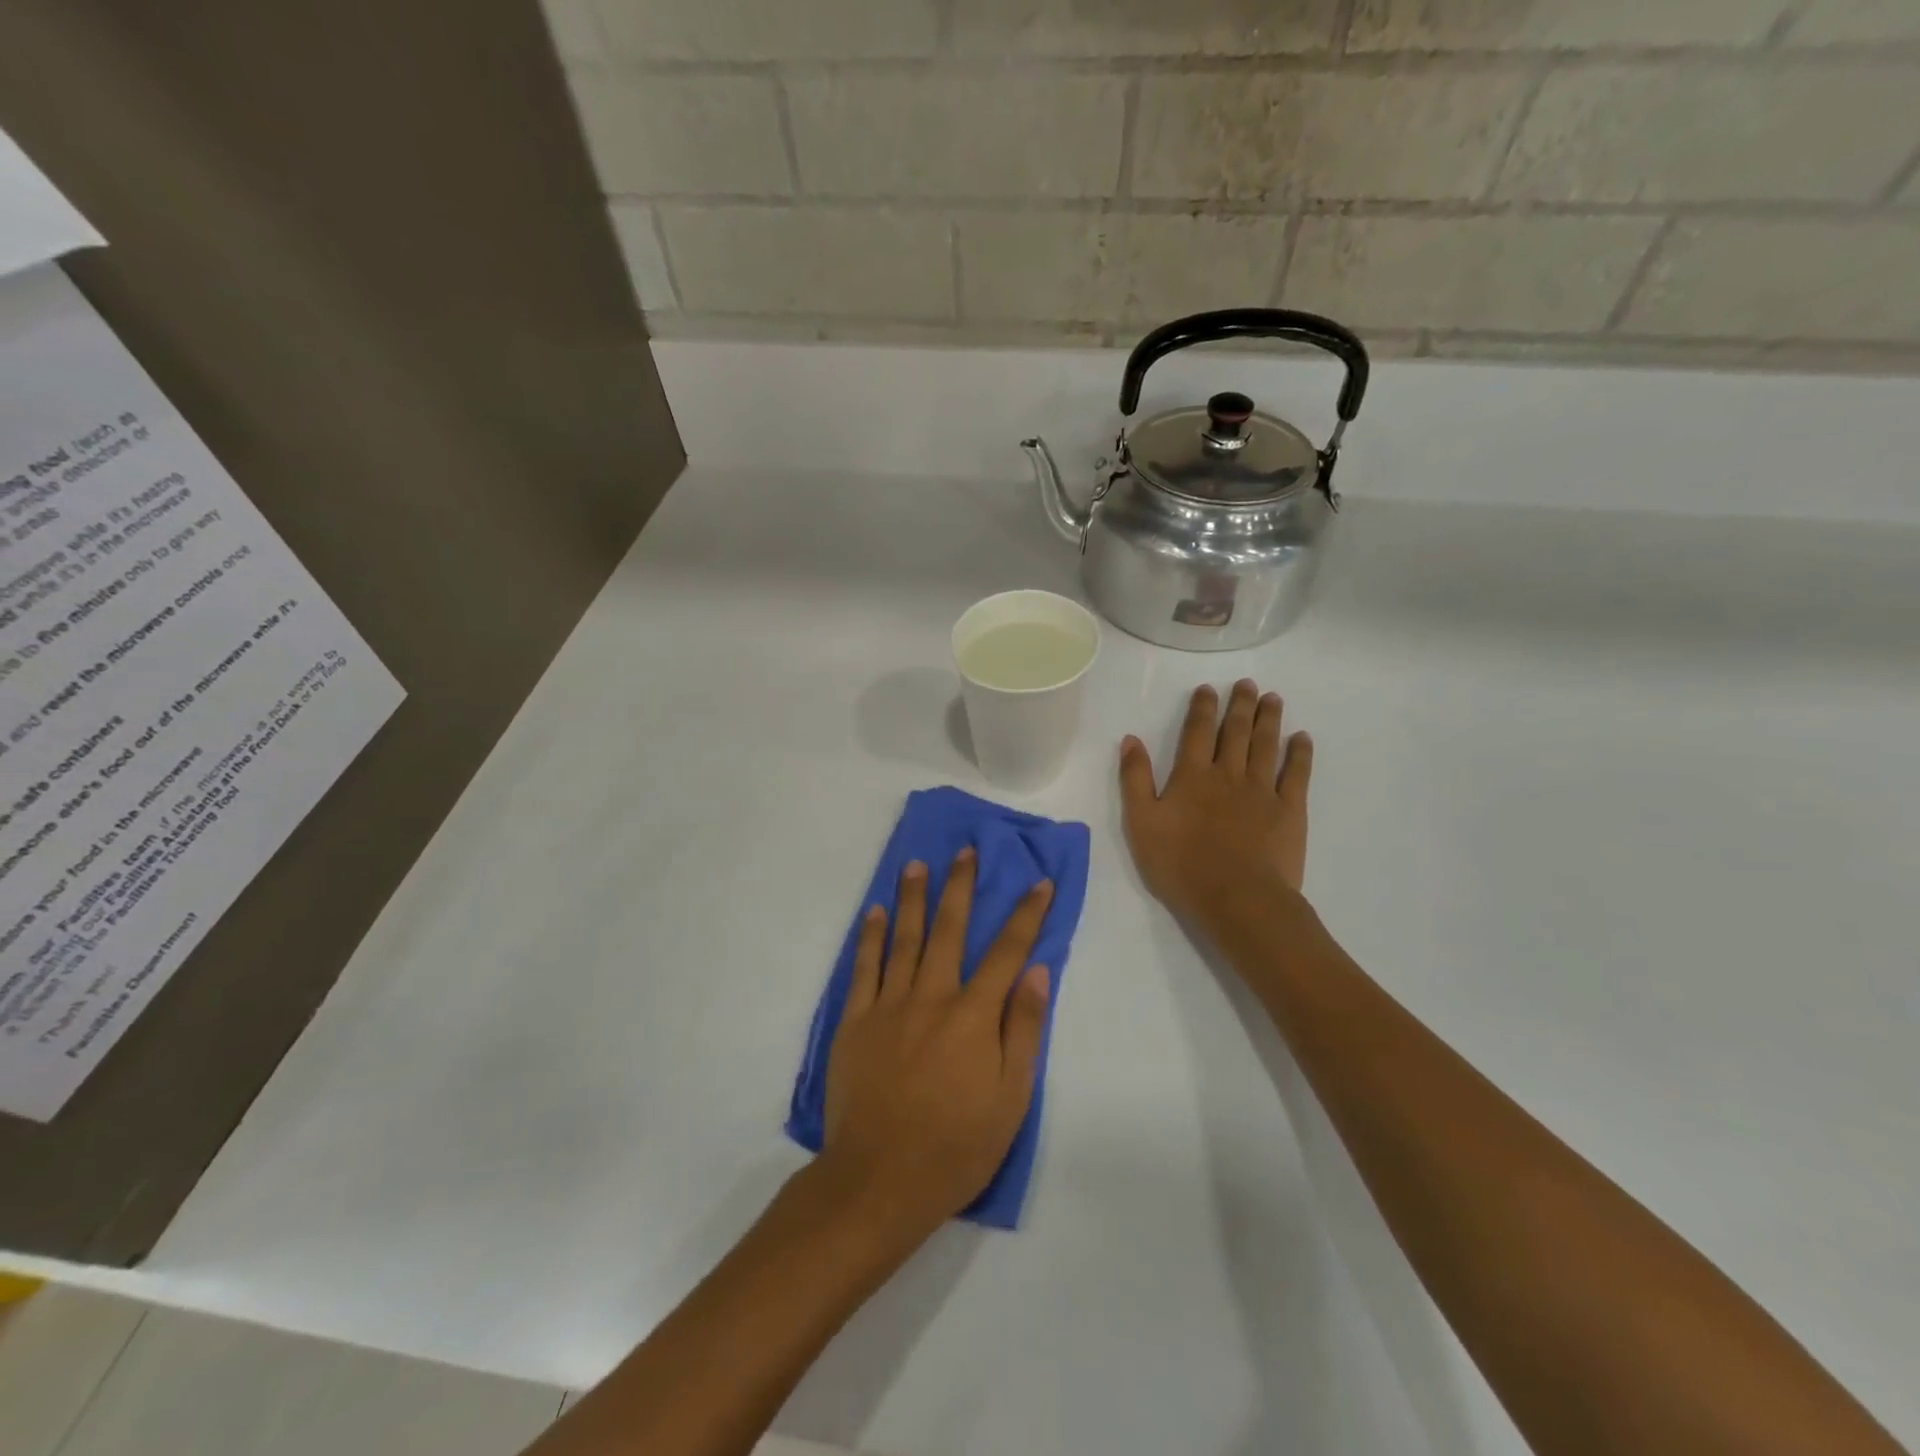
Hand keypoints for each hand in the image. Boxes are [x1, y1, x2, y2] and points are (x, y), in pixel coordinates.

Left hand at [820, 849, 1053, 1239]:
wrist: (879, 1180)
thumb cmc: (956, 1146)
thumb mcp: (1011, 1098)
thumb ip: (1023, 1030)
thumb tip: (1037, 973)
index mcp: (972, 1016)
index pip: (1007, 952)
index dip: (1026, 914)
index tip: (1039, 882)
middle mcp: (931, 997)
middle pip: (949, 930)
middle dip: (960, 887)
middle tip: (964, 851)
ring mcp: (888, 1006)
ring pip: (904, 939)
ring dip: (912, 898)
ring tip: (916, 864)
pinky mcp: (855, 1022)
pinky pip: (864, 968)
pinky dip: (871, 937)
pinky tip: (875, 912)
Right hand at [1119, 679, 1313, 930]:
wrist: (1237, 898)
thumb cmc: (1181, 864)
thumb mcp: (1142, 823)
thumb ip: (1136, 779)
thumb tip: (1131, 740)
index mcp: (1192, 776)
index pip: (1197, 732)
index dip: (1203, 708)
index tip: (1209, 688)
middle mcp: (1229, 774)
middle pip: (1236, 732)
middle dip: (1240, 705)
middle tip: (1247, 684)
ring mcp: (1263, 791)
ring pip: (1266, 746)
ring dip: (1269, 720)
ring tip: (1272, 698)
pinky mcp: (1289, 811)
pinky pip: (1297, 774)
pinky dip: (1300, 754)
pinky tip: (1302, 738)